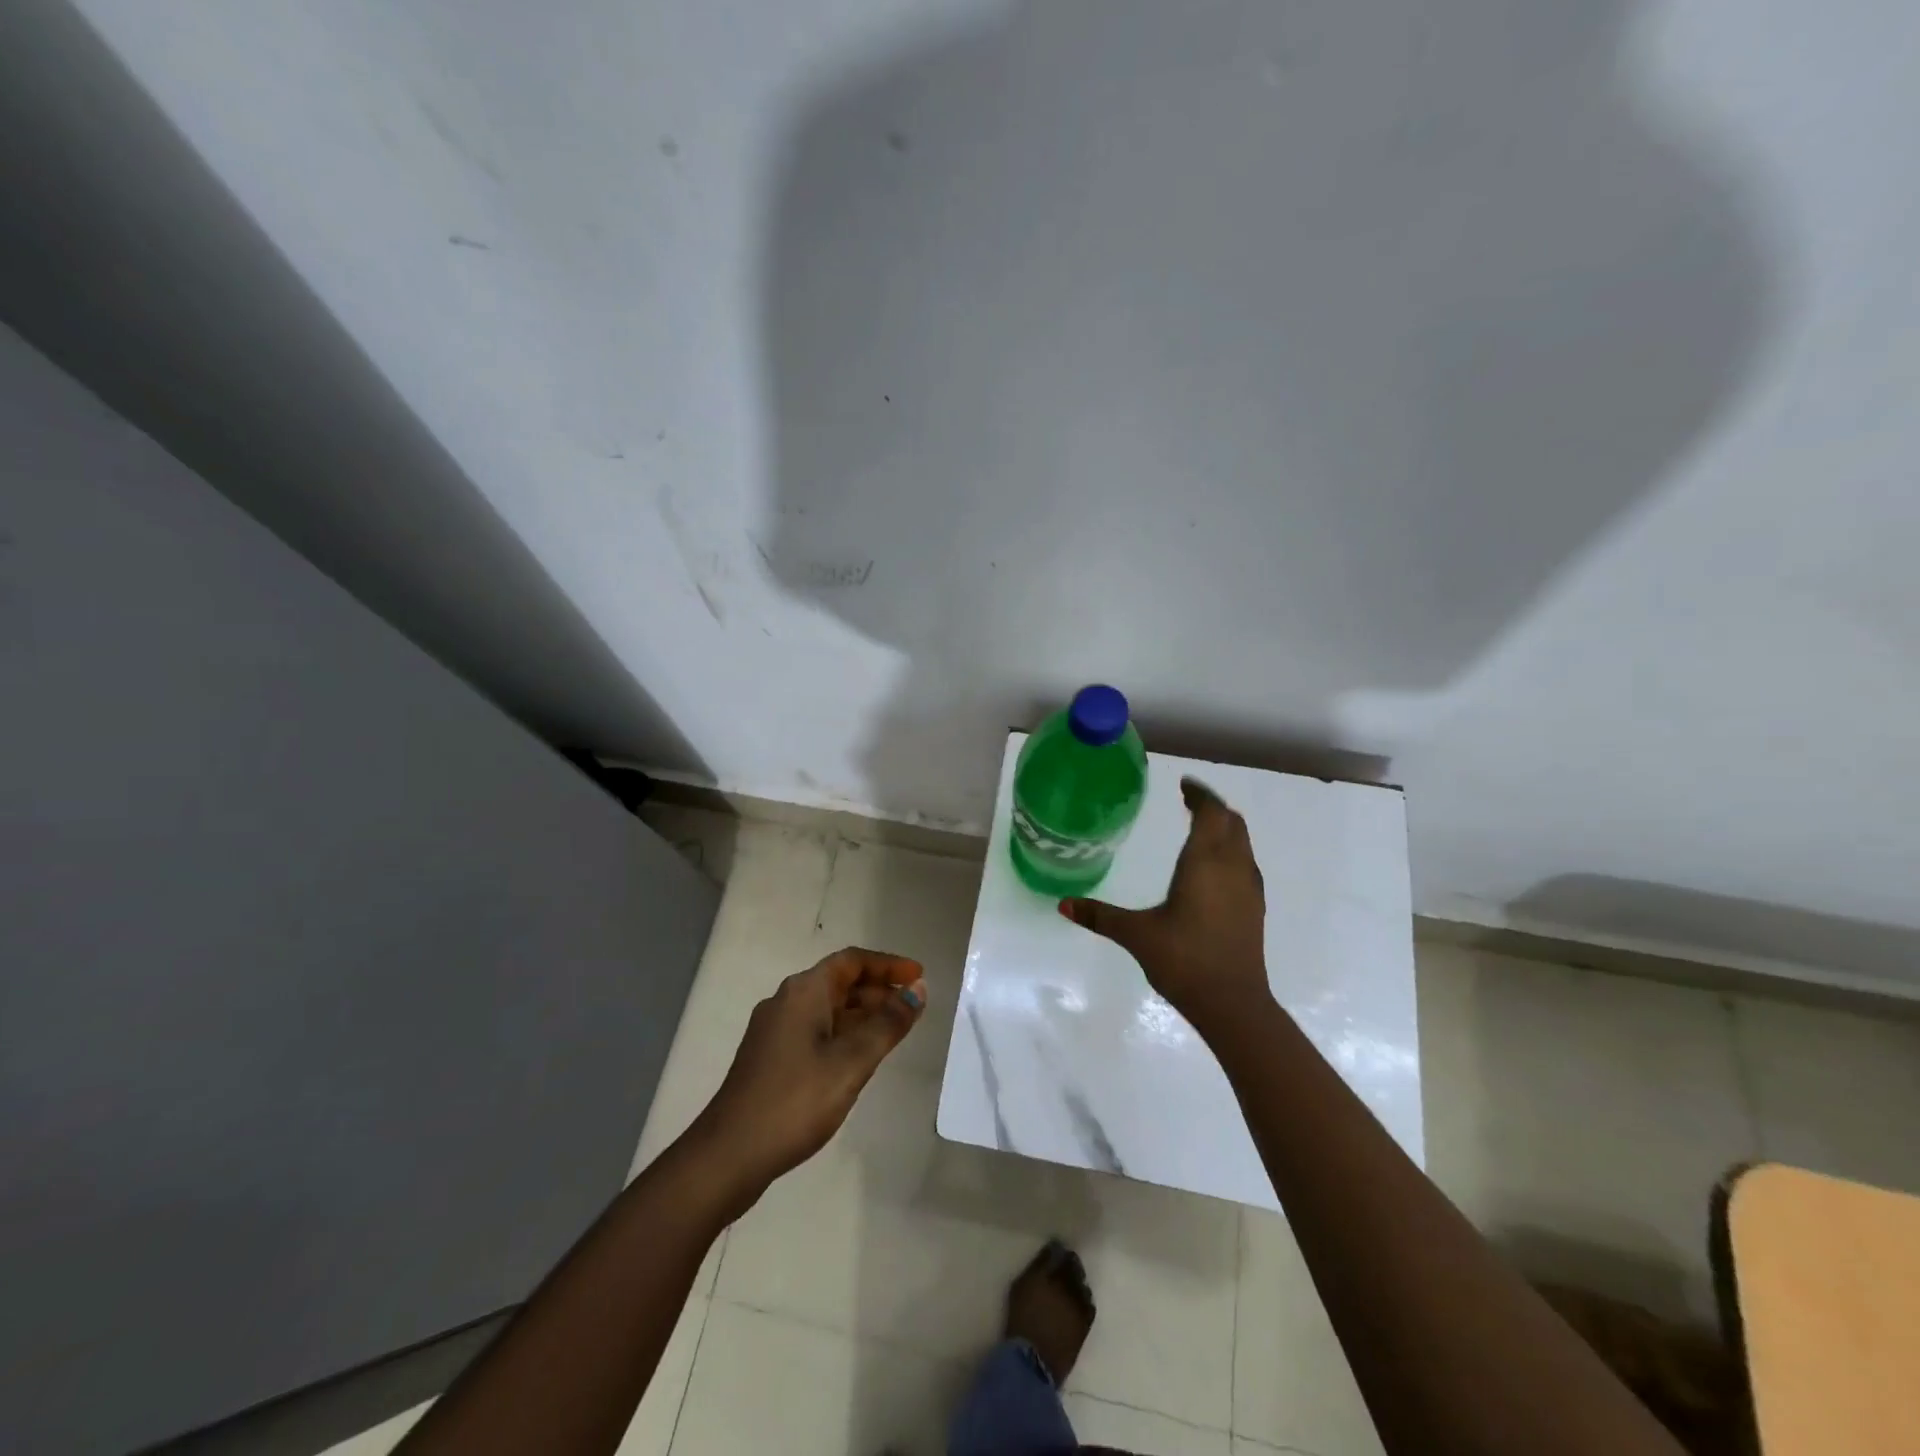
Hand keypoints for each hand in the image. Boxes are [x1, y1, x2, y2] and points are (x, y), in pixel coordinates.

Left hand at [692, 947, 926, 1198]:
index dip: (888, 965)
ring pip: (827, 1008)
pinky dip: (843, 1034)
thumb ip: (888, 1024)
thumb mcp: (851, 1062)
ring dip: (862, 1014)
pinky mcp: (770, 1057)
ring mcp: (774, 1030)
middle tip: (912, 1008)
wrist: (728, 1155)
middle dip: (878, 990)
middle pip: (839, 982)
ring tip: (894, 1033)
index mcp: (804, 991)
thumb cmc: (795, 1101)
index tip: (919, 976)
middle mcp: (786, 1001)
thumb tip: (918, 990)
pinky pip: (815, 1030)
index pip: (852, 961)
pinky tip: (858, 1059)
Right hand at [1059, 777, 1269, 1036]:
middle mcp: (1232, 867)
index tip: (1184, 785)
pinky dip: (1232, 851)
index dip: (1199, 795)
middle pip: (1232, 822)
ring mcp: (1248, 888)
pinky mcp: (1255, 909)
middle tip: (1189, 802)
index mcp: (1205, 862)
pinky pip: (1245, 863)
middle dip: (1212, 808)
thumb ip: (1100, 916)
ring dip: (1225, 829)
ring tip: (1201, 828)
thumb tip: (1062, 905)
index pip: (1210, 813)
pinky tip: (1214, 870)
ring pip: (1242, 843)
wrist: (1233, 1004)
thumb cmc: (1183, 960)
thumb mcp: (1136, 935)